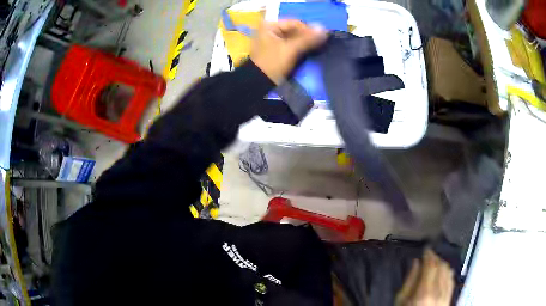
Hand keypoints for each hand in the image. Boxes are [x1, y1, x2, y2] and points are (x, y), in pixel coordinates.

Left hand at [250, 20, 326, 83]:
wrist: (258, 82)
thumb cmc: (272, 63)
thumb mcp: (290, 49)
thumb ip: (307, 39)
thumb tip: (324, 29)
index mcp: (270, 25)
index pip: (295, 23)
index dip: (309, 30)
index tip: (321, 39)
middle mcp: (270, 29)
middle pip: (294, 30)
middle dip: (307, 37)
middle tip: (320, 44)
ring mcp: (272, 39)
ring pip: (294, 37)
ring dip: (304, 43)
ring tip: (316, 48)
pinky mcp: (276, 49)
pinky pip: (291, 45)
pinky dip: (299, 48)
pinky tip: (308, 52)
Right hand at [396, 249, 454, 305]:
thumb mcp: (401, 301)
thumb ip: (409, 281)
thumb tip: (416, 262)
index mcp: (424, 292)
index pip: (431, 265)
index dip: (429, 254)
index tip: (426, 249)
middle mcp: (438, 292)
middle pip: (441, 266)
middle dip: (435, 258)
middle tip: (429, 255)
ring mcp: (446, 295)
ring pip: (448, 271)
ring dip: (442, 264)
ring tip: (435, 263)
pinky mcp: (450, 298)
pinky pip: (452, 280)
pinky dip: (448, 272)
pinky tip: (443, 272)